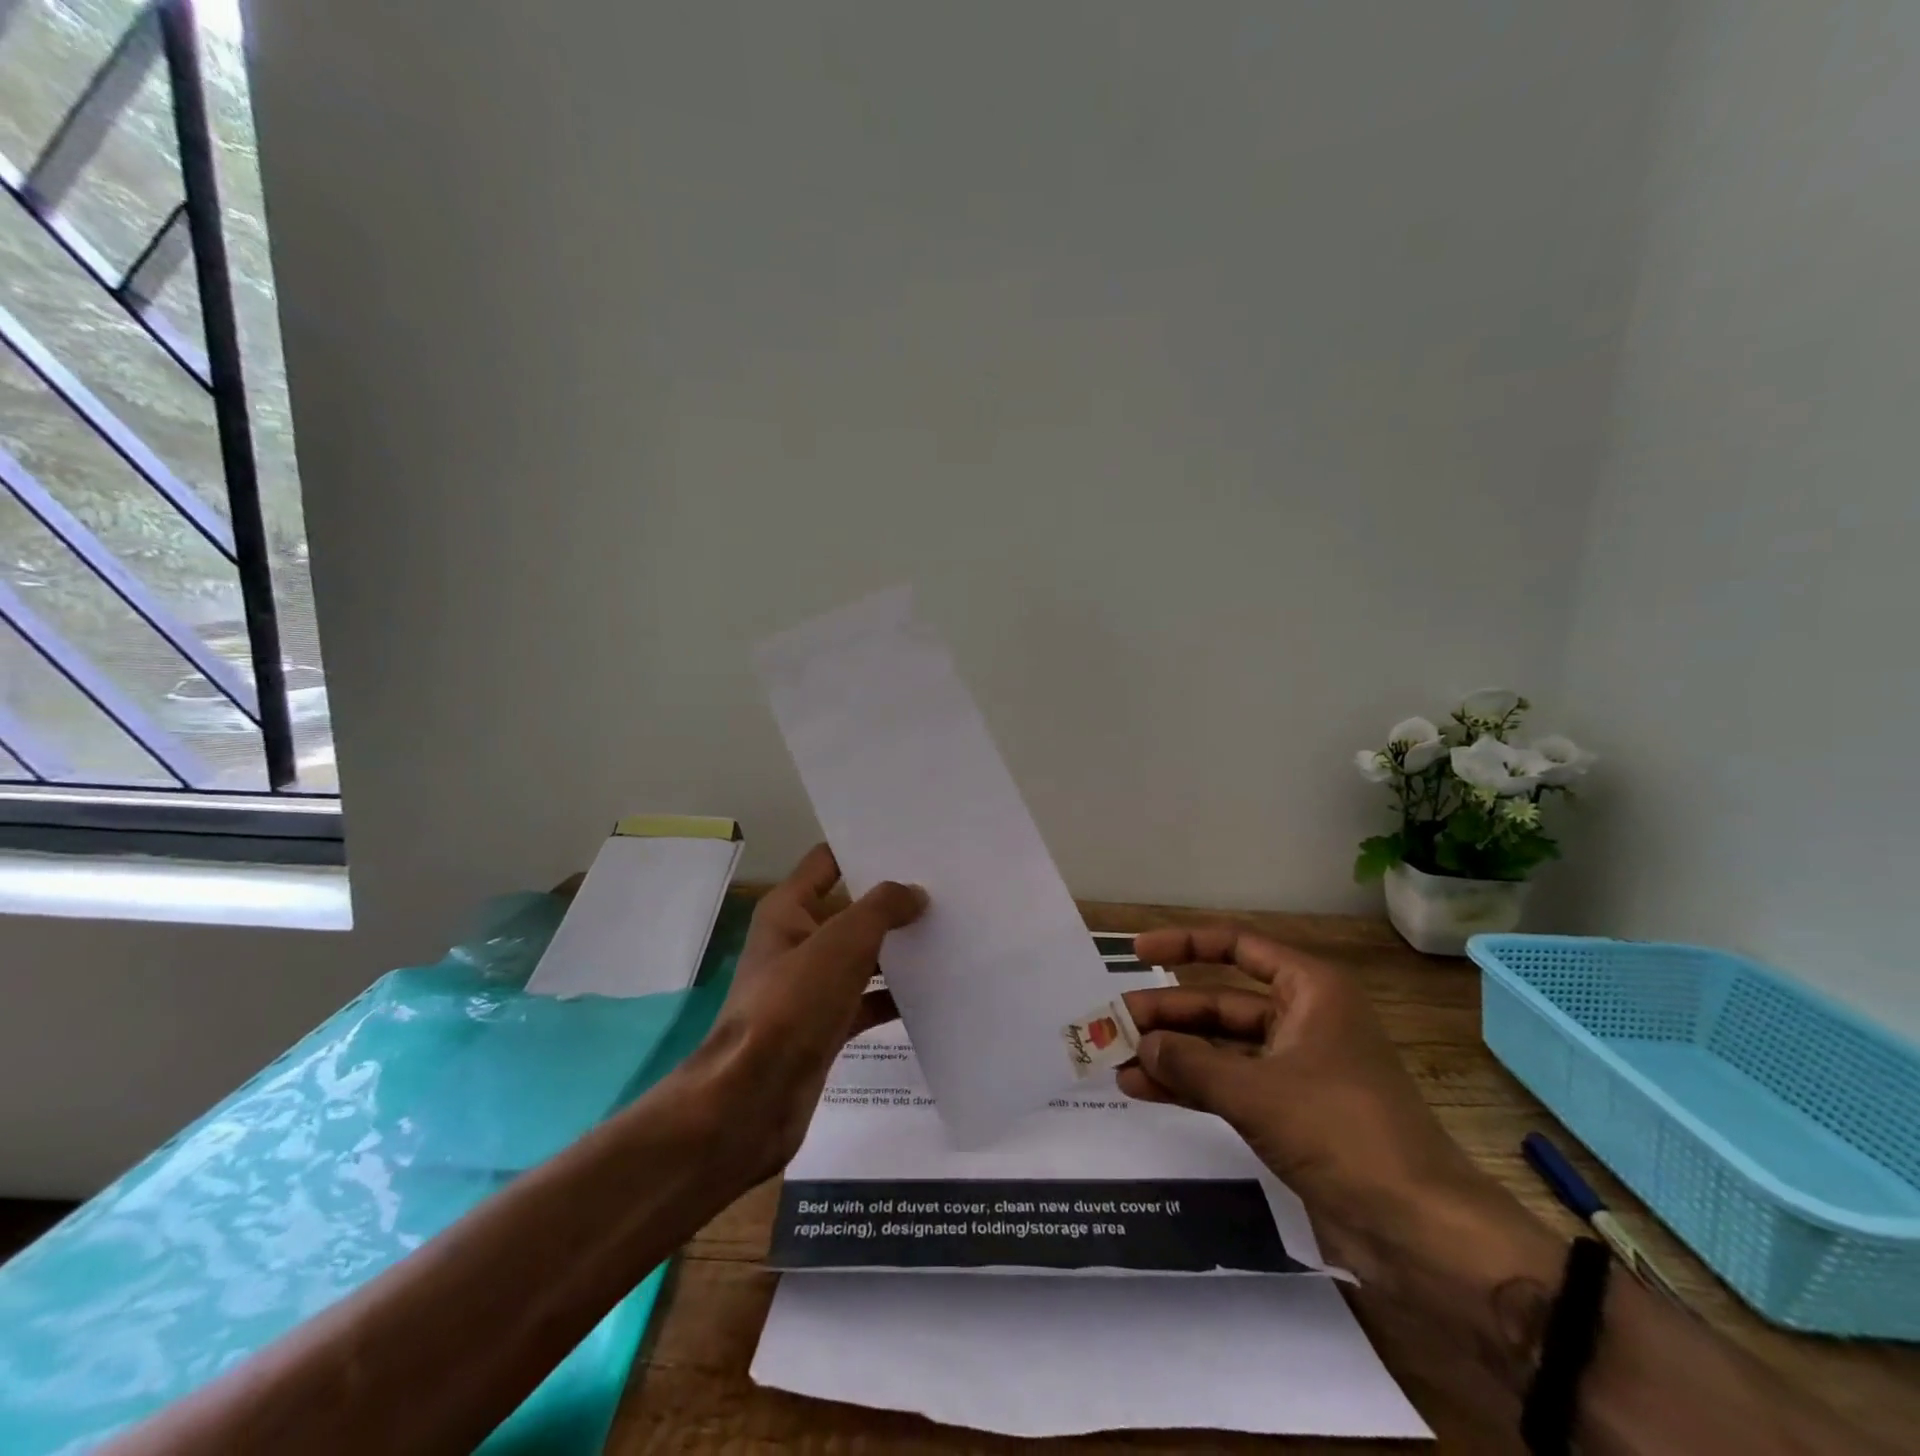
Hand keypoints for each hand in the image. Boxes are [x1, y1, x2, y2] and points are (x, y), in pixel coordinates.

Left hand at [688, 844, 923, 1180]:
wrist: (753, 1098)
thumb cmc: (792, 1005)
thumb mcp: (842, 943)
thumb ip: (881, 908)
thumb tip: (914, 893)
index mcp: (788, 910)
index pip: (828, 861)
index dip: (865, 850)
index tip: (913, 846)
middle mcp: (797, 941)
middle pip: (849, 909)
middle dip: (891, 901)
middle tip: (945, 889)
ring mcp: (809, 986)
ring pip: (861, 956)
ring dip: (897, 949)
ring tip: (950, 933)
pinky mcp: (824, 1025)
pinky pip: (865, 1000)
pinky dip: (892, 996)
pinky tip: (933, 993)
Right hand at [1118, 927, 1560, 1306]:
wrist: (1422, 1232)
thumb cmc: (1344, 1132)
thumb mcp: (1257, 1092)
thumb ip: (1192, 1064)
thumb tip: (1141, 1045)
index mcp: (1309, 991)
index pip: (1237, 947)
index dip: (1185, 944)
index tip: (1137, 953)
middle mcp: (1302, 1019)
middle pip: (1221, 1003)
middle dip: (1168, 1014)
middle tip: (1114, 1023)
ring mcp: (1296, 1069)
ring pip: (1221, 1048)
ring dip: (1173, 1054)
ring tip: (1119, 1061)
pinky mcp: (1291, 1113)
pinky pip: (1230, 1085)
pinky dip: (1191, 1087)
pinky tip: (1145, 1091)